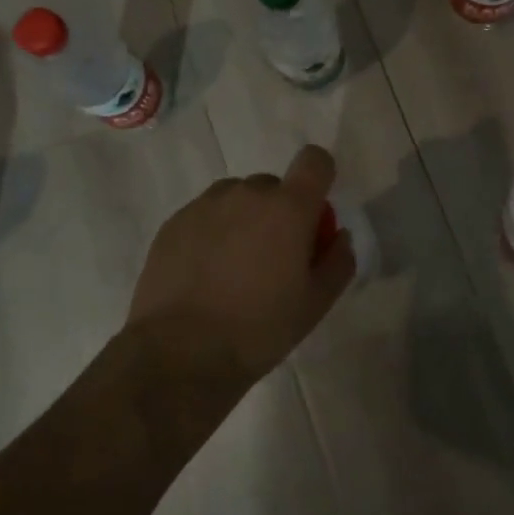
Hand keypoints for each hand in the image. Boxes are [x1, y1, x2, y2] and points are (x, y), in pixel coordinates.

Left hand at [127, 144, 355, 385]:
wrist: (180, 354)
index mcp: (288, 208)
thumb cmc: (259, 329)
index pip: (314, 160)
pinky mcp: (174, 221)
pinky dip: (211, 233)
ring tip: (233, 268)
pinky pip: (205, 214)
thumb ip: (337, 262)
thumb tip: (338, 236)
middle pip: (273, 186)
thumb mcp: (315, 304)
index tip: (313, 215)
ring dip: (243, 220)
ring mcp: (206, 204)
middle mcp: (247, 194)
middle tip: (272, 259)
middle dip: (278, 213)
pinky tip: (204, 275)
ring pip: (236, 199)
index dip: (319, 178)